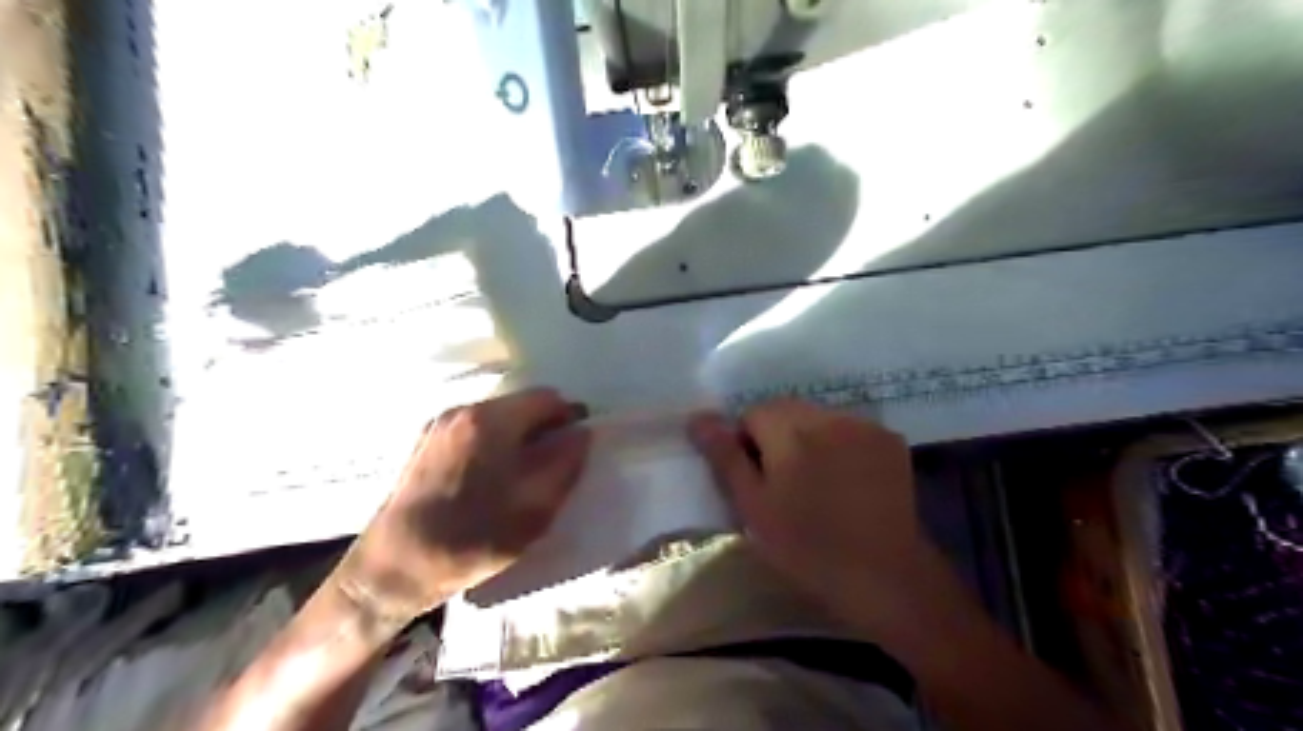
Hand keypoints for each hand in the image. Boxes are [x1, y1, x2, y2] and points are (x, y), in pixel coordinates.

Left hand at [333, 388, 590, 622]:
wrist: (393, 569)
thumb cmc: (472, 539)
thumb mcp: (535, 508)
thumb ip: (566, 464)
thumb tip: (582, 435)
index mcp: (491, 421)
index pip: (546, 398)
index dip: (570, 416)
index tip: (579, 443)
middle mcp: (463, 410)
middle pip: (519, 403)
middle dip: (544, 426)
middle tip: (555, 461)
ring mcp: (439, 425)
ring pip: (496, 416)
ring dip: (518, 435)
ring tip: (524, 472)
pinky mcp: (425, 442)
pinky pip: (474, 429)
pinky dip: (494, 442)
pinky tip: (492, 476)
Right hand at [692, 401, 937, 634]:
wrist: (885, 577)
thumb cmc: (807, 547)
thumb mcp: (754, 506)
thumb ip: (725, 457)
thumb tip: (697, 417)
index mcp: (790, 430)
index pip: (753, 413)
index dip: (746, 444)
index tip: (756, 480)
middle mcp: (828, 416)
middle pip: (787, 410)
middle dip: (777, 437)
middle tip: (784, 484)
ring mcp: (863, 426)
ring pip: (818, 418)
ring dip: (809, 439)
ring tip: (817, 484)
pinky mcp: (890, 440)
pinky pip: (850, 429)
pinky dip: (840, 445)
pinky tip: (847, 481)